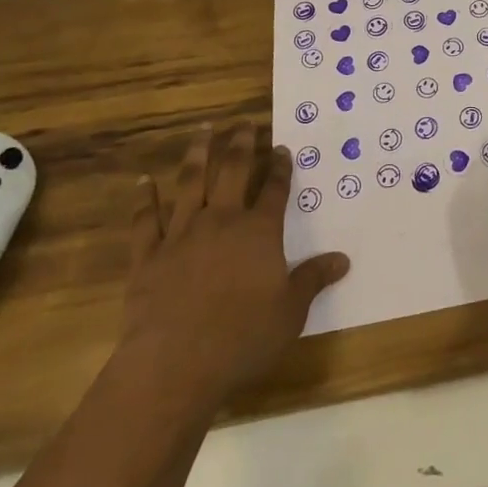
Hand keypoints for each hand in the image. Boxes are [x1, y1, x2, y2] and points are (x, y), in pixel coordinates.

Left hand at [119, 123, 348, 414]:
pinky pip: (145, 220)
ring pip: (190, 183)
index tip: (282, 146)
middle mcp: (222, 220)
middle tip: (244, 122)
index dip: (280, 166)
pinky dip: (144, 198)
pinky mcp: (148, 255)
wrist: (174, 364)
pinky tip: (143, 180)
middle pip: (233, 170)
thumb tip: (343, 260)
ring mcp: (182, 234)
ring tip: (202, 130)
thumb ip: (314, 279)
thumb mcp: (290, 312)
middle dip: (241, 144)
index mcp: (259, 231)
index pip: (274, 188)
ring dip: (197, 154)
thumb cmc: (242, 337)